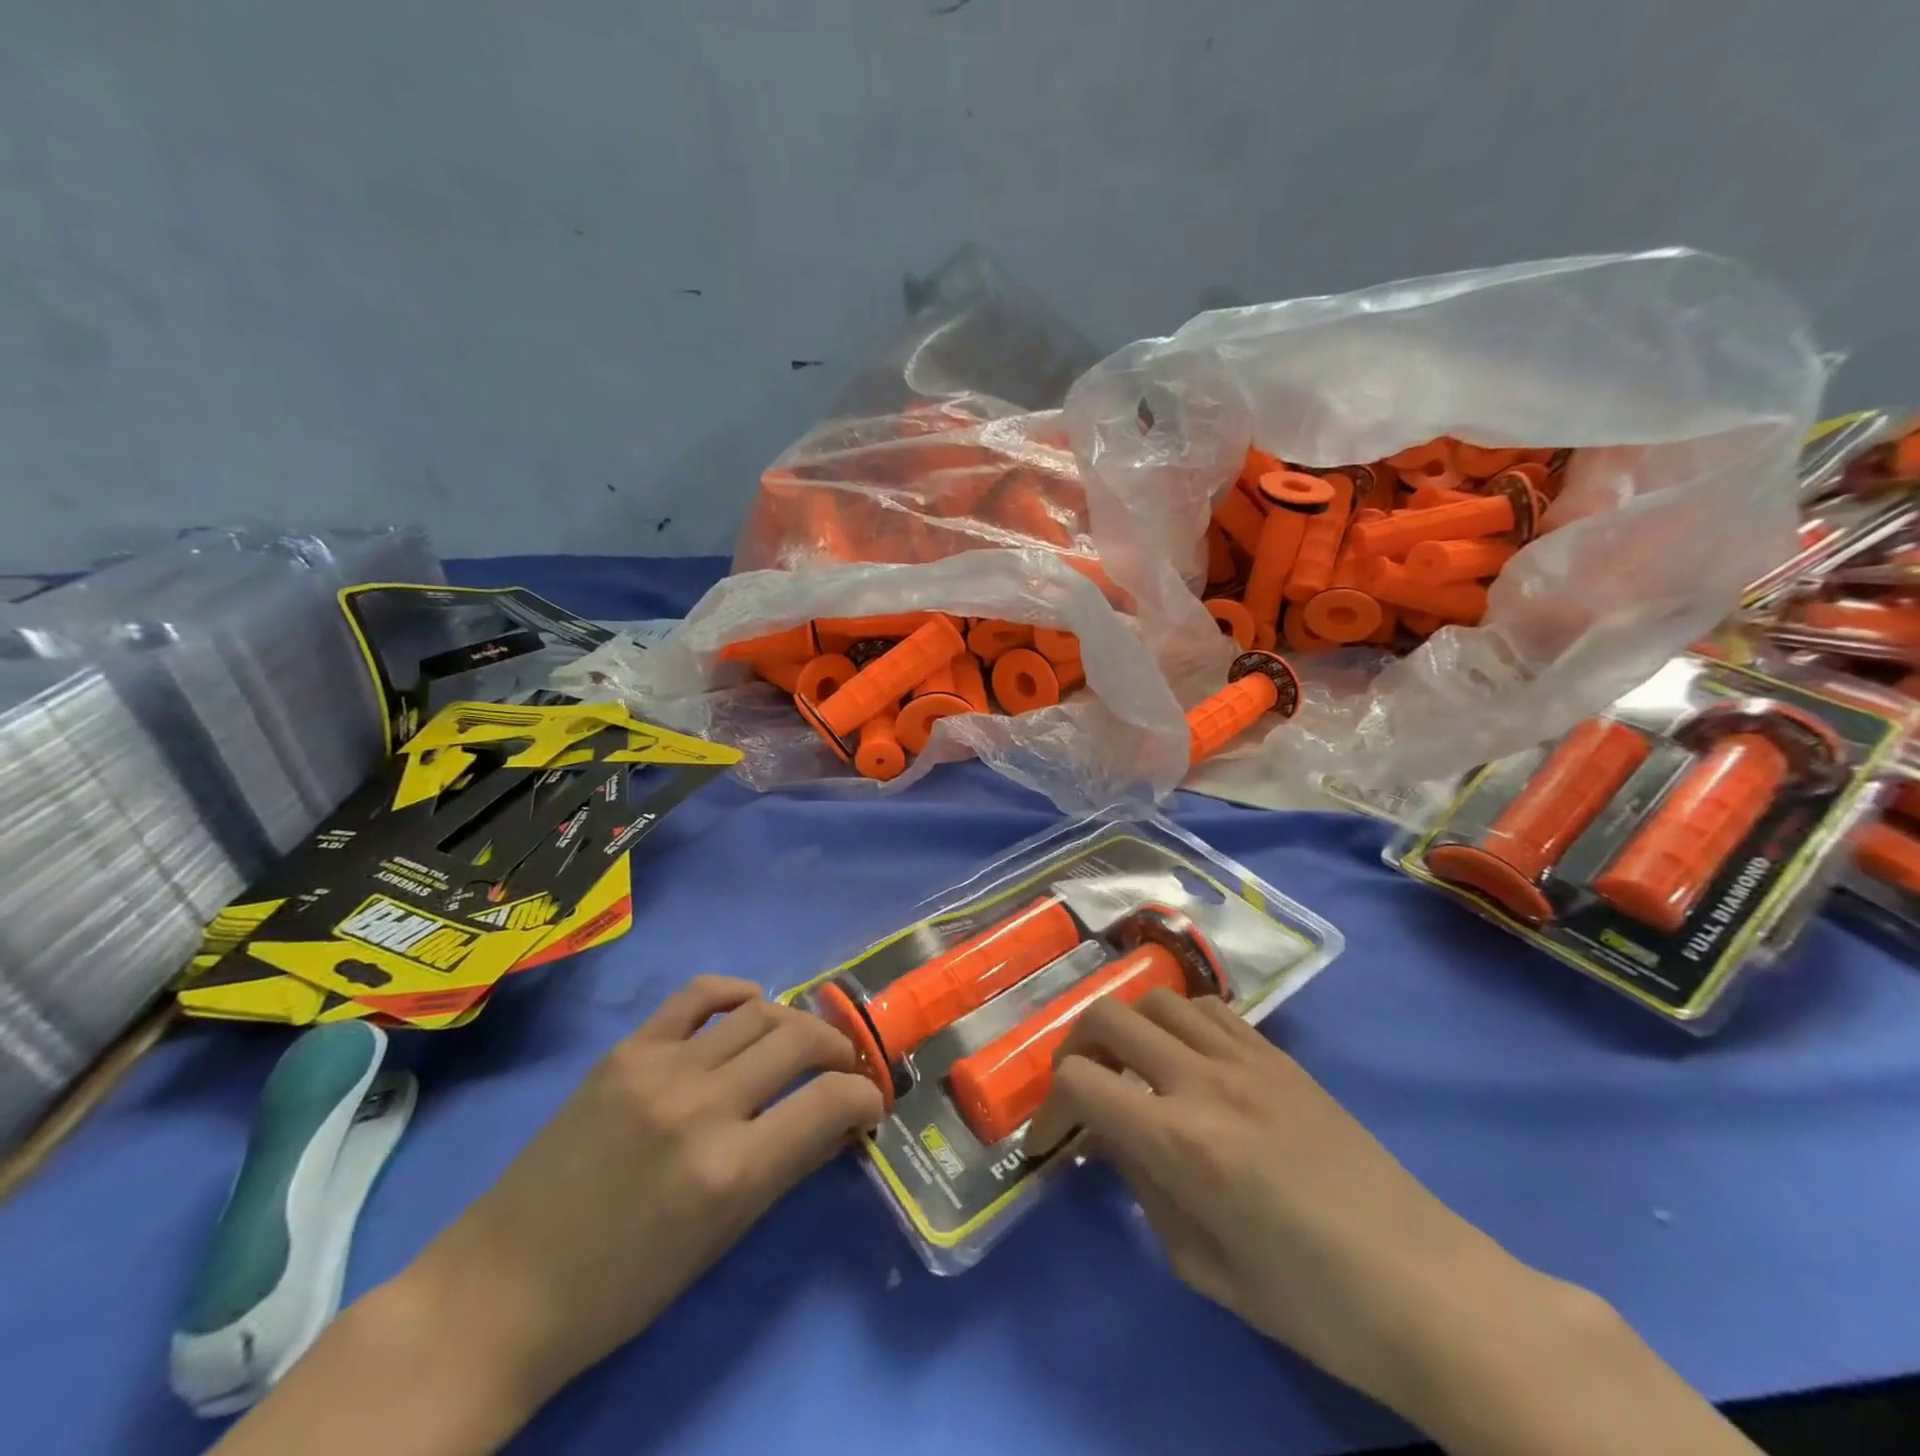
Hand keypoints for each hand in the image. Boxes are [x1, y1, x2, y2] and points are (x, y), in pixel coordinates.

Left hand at [409, 976, 880, 1402]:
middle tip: (841, 1068)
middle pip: (801, 1040)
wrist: (505, 1287)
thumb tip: (843, 1119)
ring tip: (800, 1042)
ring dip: (796, 1022)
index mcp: (731, 1171)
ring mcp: (660, 1068)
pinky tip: (749, 1006)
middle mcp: (703, 1106)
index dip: (865, 1096)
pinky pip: (698, 993)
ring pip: (759, 1011)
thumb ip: (791, 1165)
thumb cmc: (625, 1286)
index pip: (831, 1101)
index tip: (868, 1104)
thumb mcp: (724, 1237)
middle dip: (839, 1049)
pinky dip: (736, 991)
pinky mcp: (627, 1049)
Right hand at [1028, 991, 1518, 1407]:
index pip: (1081, 1081)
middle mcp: (1205, 1081)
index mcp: (1181, 1142)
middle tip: (1083, 1086)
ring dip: (1129, 1026)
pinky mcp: (1280, 1056)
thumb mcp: (1203, 1267)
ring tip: (1135, 1066)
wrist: (1427, 1290)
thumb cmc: (1312, 1303)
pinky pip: (1210, 1009)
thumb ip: (1144, 1189)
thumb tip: (1110, 1139)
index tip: (1054, 1138)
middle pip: (1107, 1016)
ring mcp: (1247, 1059)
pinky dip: (1181, 1020)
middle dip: (1075, 1045)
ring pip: (1157, 998)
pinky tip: (1190, 1059)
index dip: (1049, 1106)